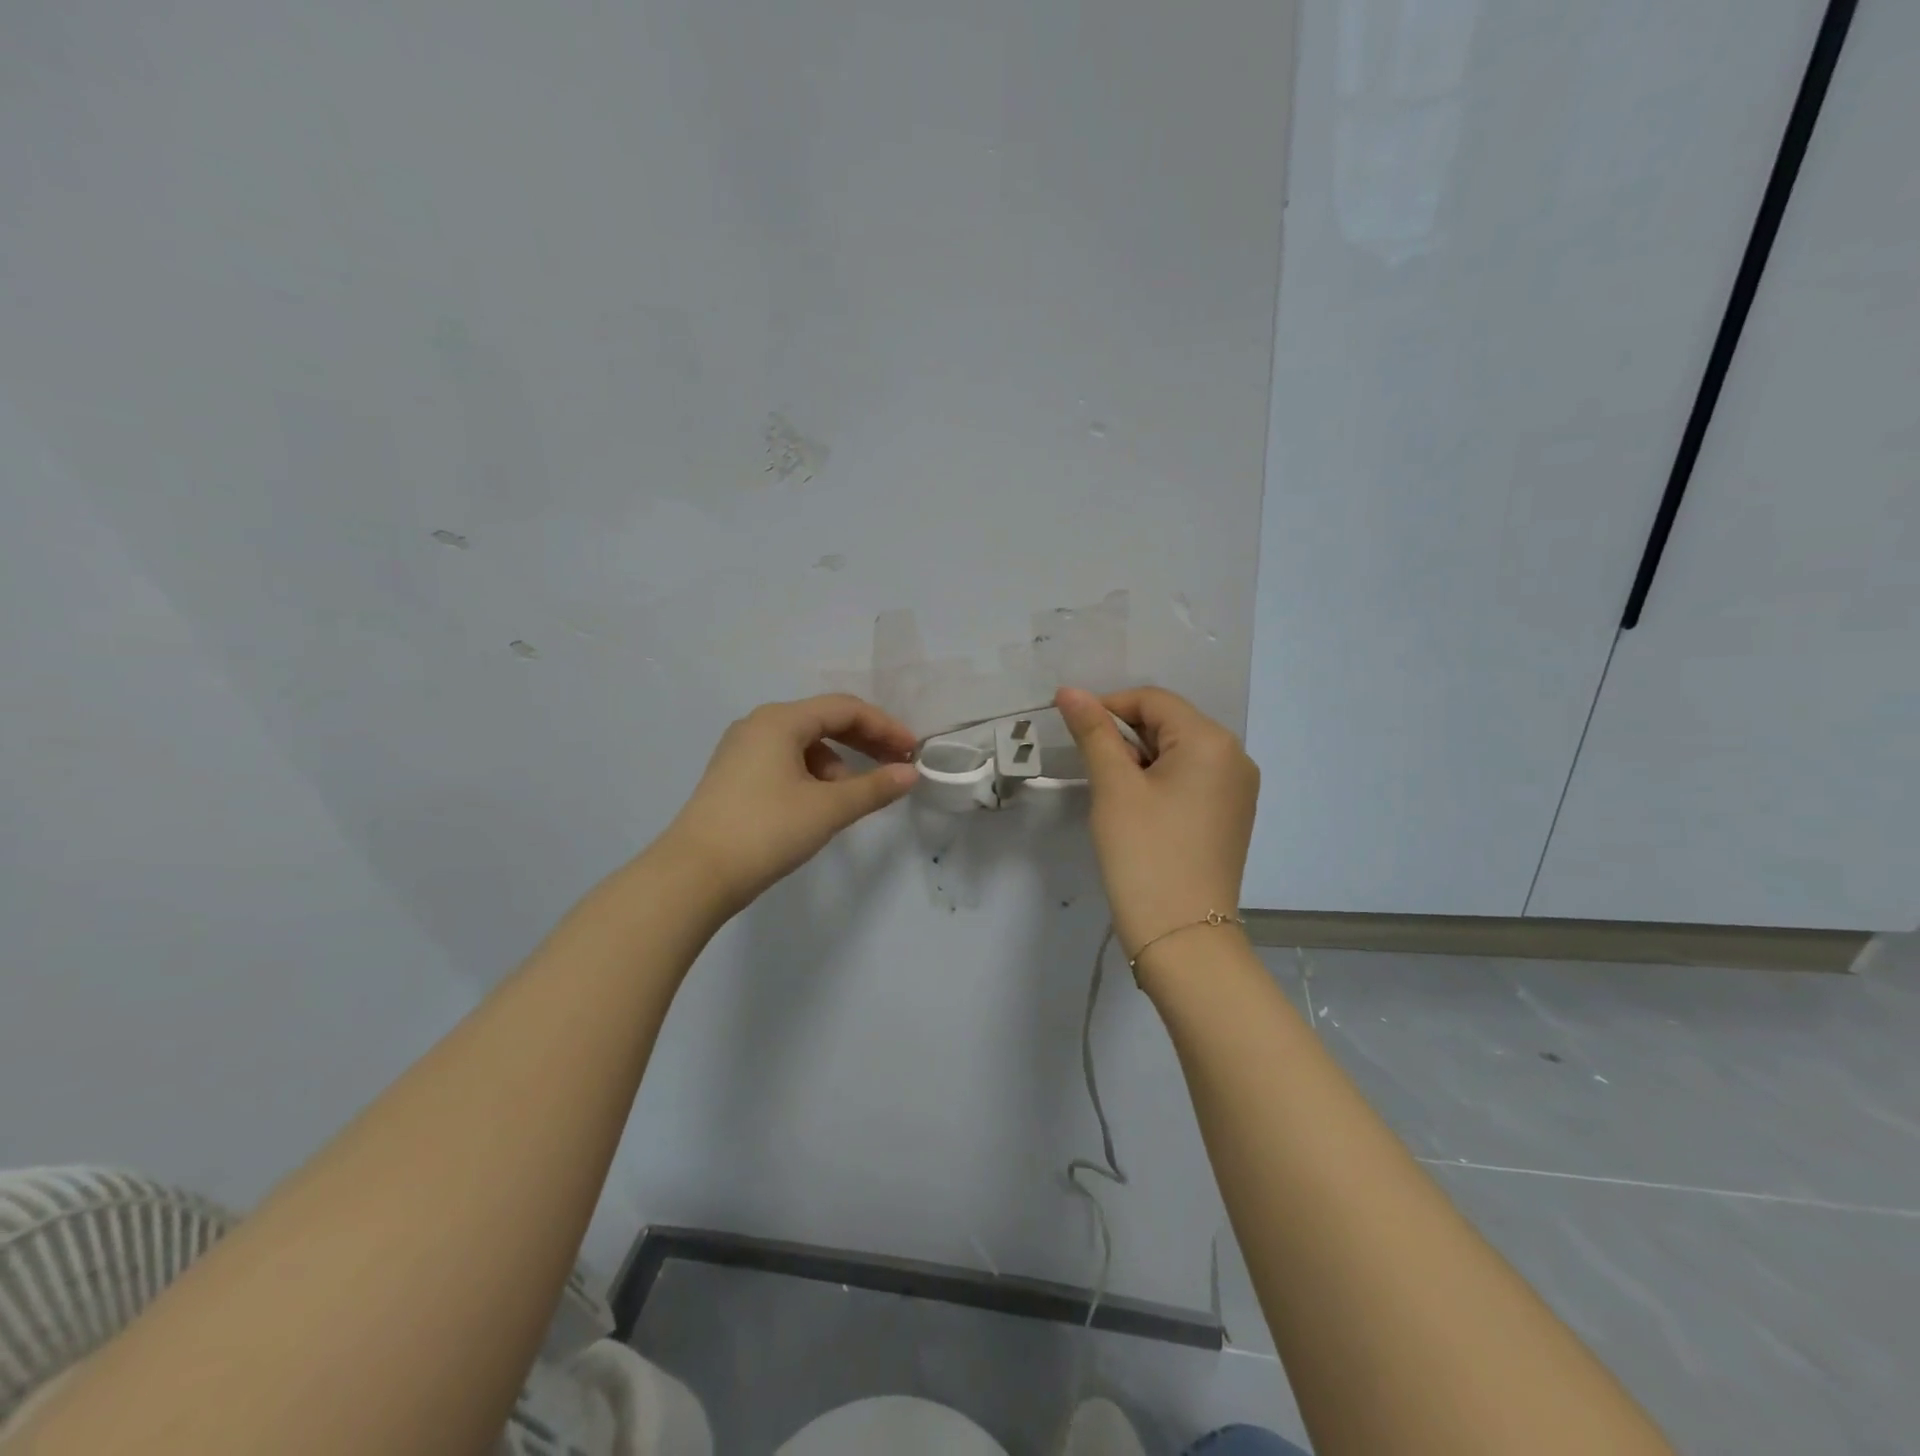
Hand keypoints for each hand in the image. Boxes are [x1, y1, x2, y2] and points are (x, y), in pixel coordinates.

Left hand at [663, 694, 918, 916]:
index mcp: (780, 720)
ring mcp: (742, 750)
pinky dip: (813, 774)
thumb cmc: (766, 831)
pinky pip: (786, 761)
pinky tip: (822, 803)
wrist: (694, 875)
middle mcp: (759, 725)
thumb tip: (910, 774)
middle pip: (824, 721)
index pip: (845, 709)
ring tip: (855, 796)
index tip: (912, 751)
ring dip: (839, 762)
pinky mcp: (734, 776)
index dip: (884, 726)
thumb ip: (874, 788)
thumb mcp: (828, 808)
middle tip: (896, 764)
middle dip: (865, 741)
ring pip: (805, 744)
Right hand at [1055, 685, 1259, 960]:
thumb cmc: (1144, 853)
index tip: (1073, 731)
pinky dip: (1159, 782)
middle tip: (1092, 769)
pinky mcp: (1230, 817)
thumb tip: (1070, 691)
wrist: (1182, 937)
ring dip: (1139, 761)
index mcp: (1212, 741)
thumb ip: (1093, 732)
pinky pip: (1191, 780)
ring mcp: (1238, 790)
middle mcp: (1235, 757)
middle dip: (1125, 737)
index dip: (1109, 707)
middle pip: (1169, 724)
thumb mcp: (1114, 787)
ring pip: (1178, 753)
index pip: (1153, 700)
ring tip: (1112, 794)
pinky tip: (1137, 811)